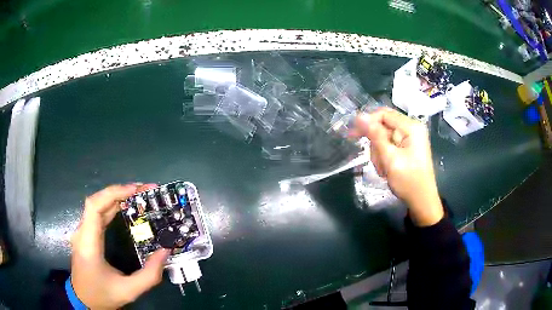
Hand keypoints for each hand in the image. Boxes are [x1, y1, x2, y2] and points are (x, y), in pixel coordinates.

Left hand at [71, 184, 169, 308]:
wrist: (83, 301)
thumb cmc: (103, 296)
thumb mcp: (129, 291)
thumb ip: (149, 275)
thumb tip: (165, 251)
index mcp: (88, 243)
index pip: (95, 206)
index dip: (114, 193)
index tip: (136, 190)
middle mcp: (82, 232)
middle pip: (97, 201)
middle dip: (120, 191)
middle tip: (145, 191)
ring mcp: (82, 232)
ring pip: (97, 205)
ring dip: (117, 196)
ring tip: (138, 195)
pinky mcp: (86, 235)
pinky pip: (97, 213)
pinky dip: (112, 206)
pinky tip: (125, 207)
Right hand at [351, 108, 443, 225]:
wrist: (421, 201)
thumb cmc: (408, 181)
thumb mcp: (390, 159)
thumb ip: (375, 136)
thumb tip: (359, 116)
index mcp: (411, 127)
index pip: (383, 114)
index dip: (367, 122)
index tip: (353, 135)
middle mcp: (411, 128)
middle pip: (383, 125)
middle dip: (376, 143)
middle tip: (377, 161)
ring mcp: (410, 138)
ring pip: (384, 137)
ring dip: (379, 153)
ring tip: (384, 169)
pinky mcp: (407, 147)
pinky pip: (389, 145)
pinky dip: (384, 157)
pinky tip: (387, 169)